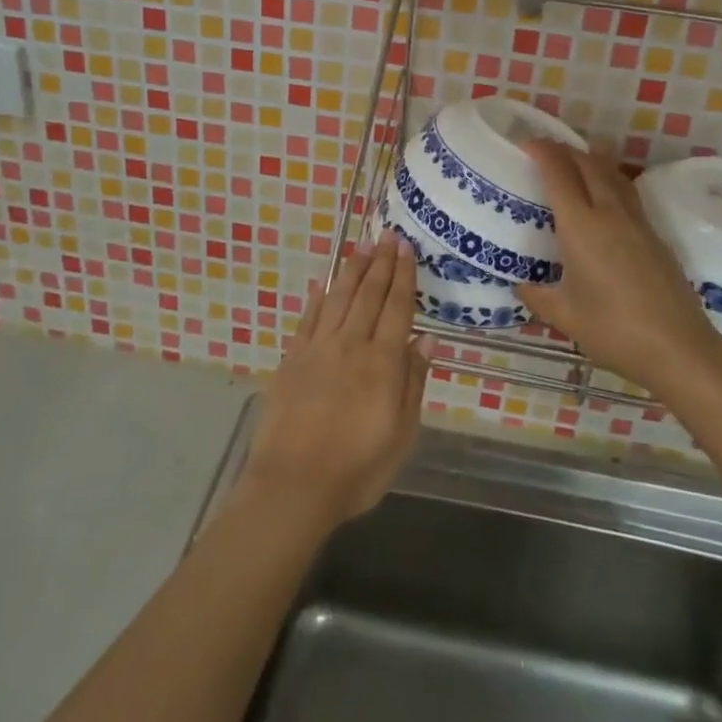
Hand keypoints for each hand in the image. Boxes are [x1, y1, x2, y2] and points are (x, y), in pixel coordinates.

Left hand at [239, 235, 435, 531]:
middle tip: (387, 236)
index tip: (406, 248)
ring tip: (361, 247)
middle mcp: (351, 345)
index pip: (397, 308)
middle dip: (380, 263)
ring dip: (351, 271)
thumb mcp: (401, 434)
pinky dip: (318, 299)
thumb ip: (413, 382)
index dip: (403, 277)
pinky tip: (323, 285)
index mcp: (382, 362)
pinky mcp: (292, 359)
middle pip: (369, 295)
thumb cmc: (357, 468)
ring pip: (338, 299)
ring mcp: (318, 349)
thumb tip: (428, 339)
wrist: (293, 485)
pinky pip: (308, 319)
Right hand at [515, 141, 718, 398]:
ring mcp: (637, 222)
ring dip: (591, 161)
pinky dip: (609, 181)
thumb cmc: (613, 329)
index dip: (542, 152)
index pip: (559, 173)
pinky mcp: (655, 235)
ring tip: (574, 163)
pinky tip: (604, 198)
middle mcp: (610, 214)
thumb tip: (520, 284)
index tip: (526, 144)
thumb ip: (537, 296)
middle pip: (588, 164)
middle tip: (545, 151)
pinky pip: (627, 193)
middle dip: (565, 150)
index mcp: (582, 226)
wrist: (678, 347)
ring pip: (613, 174)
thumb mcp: (564, 316)